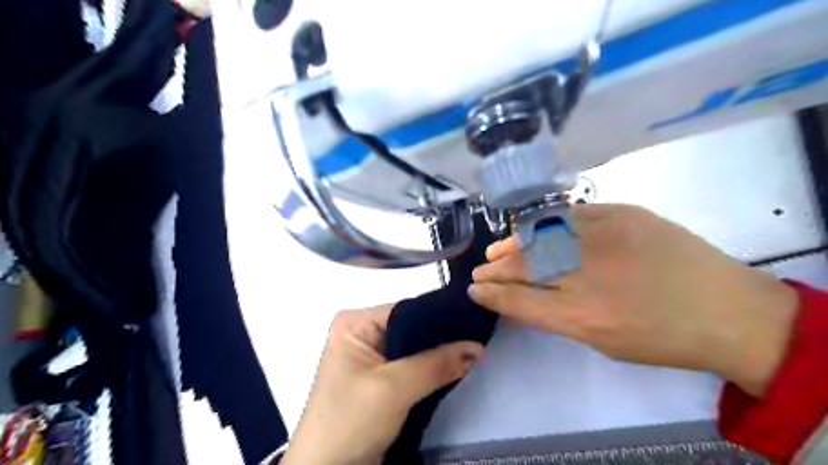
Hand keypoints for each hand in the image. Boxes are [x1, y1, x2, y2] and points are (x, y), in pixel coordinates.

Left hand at [281, 305, 483, 464]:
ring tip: (474, 351)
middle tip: (478, 338)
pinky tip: (455, 366)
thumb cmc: (350, 421)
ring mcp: (370, 357)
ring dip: (439, 355)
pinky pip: (411, 366)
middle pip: (411, 328)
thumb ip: (435, 364)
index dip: (440, 317)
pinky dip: (431, 370)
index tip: (474, 323)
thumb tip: (477, 347)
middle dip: (442, 337)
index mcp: (355, 323)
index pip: (406, 309)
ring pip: (414, 348)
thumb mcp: (393, 388)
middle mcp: (362, 333)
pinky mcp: (378, 379)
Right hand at [468, 204, 797, 395]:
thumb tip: (521, 299)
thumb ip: (556, 317)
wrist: (727, 310)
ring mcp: (604, 238)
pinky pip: (569, 214)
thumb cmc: (661, 337)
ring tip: (496, 250)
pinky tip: (531, 228)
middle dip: (494, 270)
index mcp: (581, 316)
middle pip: (523, 266)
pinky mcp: (622, 214)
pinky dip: (544, 222)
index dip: (492, 293)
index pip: (519, 300)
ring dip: (512, 244)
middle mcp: (586, 275)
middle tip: (480, 271)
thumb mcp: (602, 341)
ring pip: (539, 237)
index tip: (475, 288)